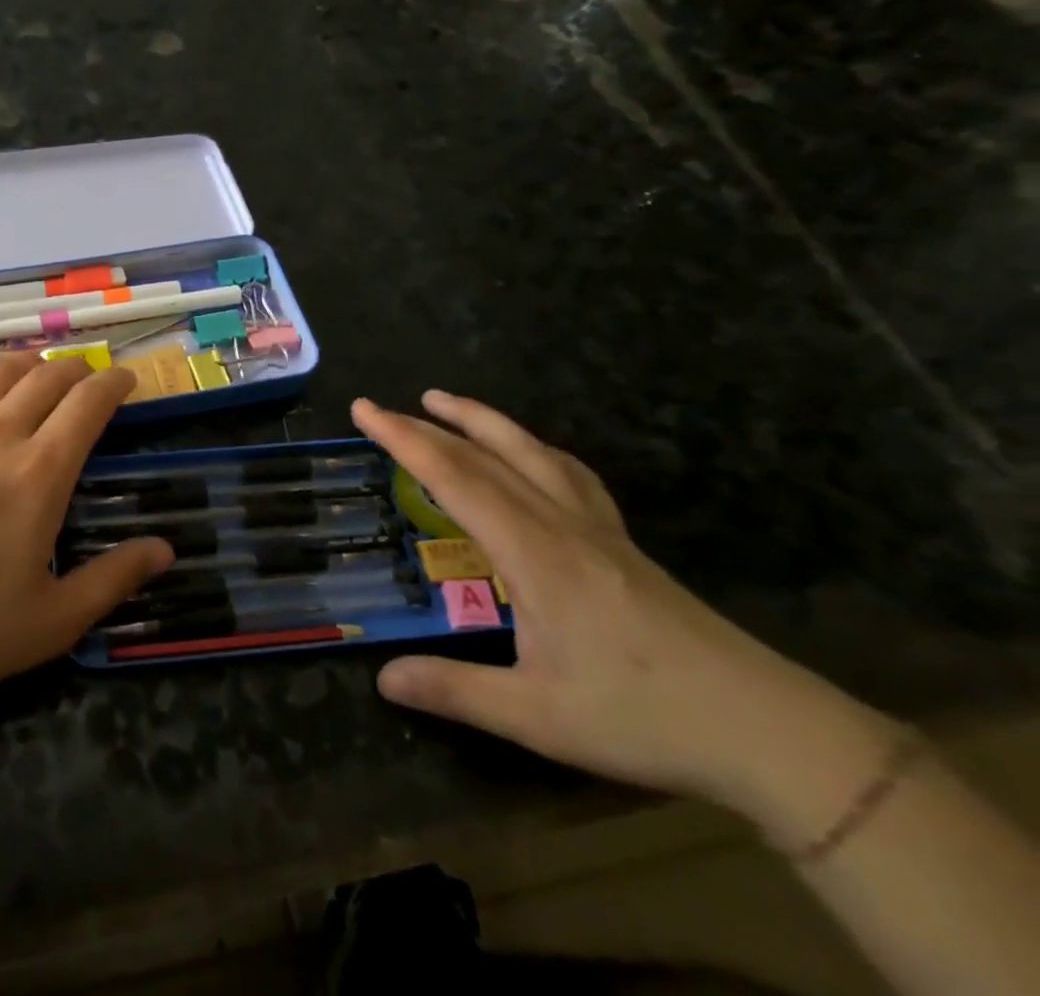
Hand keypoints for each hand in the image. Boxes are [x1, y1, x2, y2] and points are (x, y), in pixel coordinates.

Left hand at [0, 353, 173, 712]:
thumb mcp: (53, 620)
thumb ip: (113, 578)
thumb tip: (165, 550)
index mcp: (40, 472)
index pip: (88, 404)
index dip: (114, 384)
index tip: (127, 380)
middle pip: (45, 378)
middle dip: (75, 369)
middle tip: (88, 378)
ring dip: (24, 362)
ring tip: (38, 367)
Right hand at [353, 391, 894, 817]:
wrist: (769, 731)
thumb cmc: (643, 717)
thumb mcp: (537, 717)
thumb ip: (455, 690)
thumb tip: (382, 678)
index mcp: (532, 552)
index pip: (454, 477)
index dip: (403, 439)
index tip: (363, 410)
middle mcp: (560, 524)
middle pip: (486, 454)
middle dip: (428, 424)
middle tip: (383, 407)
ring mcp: (597, 529)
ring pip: (532, 452)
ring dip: (482, 421)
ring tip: (445, 402)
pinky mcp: (623, 544)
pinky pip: (570, 474)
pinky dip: (534, 448)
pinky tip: (530, 455)